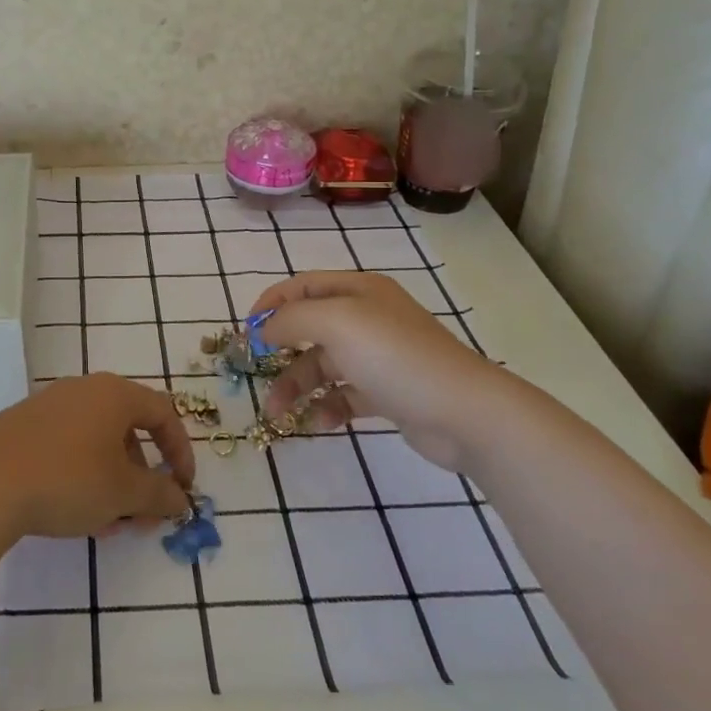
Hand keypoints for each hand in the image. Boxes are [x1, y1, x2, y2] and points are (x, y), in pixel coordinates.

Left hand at [0, 375, 195, 539]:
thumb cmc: (67, 479)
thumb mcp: (123, 493)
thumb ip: (159, 495)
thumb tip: (180, 498)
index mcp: (114, 394)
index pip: (162, 413)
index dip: (181, 451)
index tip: (184, 488)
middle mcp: (84, 390)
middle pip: (127, 430)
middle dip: (143, 477)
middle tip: (145, 516)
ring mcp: (50, 406)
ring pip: (97, 444)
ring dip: (113, 484)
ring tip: (111, 526)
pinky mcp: (23, 427)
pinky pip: (68, 449)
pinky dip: (84, 479)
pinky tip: (78, 517)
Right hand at [248, 272, 513, 469]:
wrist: (464, 412)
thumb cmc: (394, 356)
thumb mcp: (335, 323)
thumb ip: (291, 319)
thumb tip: (263, 329)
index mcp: (357, 290)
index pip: (301, 286)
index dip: (270, 304)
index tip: (246, 333)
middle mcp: (367, 317)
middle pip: (309, 328)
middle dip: (279, 352)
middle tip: (255, 374)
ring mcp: (379, 356)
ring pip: (323, 365)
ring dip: (297, 386)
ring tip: (279, 413)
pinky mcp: (388, 391)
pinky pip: (345, 395)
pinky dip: (327, 407)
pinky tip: (318, 423)